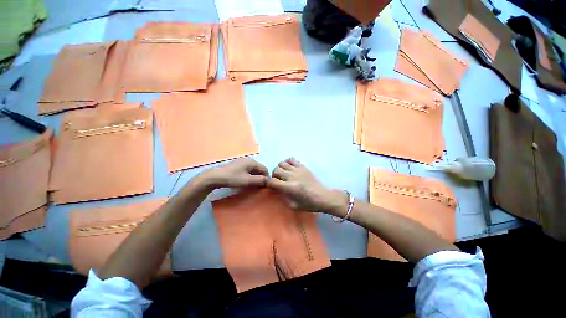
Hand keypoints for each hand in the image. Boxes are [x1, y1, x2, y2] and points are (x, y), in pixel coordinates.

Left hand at [199, 158, 268, 188]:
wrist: (215, 177)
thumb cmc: (233, 178)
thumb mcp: (248, 181)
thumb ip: (260, 180)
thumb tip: (268, 180)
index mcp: (252, 162)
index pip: (265, 169)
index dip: (266, 178)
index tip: (263, 187)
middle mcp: (249, 160)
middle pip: (259, 169)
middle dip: (260, 178)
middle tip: (258, 187)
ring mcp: (242, 162)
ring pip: (253, 170)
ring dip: (255, 178)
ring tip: (252, 186)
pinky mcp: (238, 166)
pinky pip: (248, 171)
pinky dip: (249, 176)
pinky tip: (245, 182)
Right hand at [267, 158, 346, 213]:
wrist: (322, 196)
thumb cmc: (308, 203)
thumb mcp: (293, 205)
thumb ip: (283, 196)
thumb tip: (278, 189)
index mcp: (289, 187)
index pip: (272, 181)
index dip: (269, 184)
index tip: (272, 187)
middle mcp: (291, 176)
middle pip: (276, 170)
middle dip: (274, 175)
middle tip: (278, 180)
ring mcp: (297, 170)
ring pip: (282, 163)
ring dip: (280, 169)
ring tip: (284, 174)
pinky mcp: (303, 167)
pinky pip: (291, 159)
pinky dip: (287, 162)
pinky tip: (290, 168)